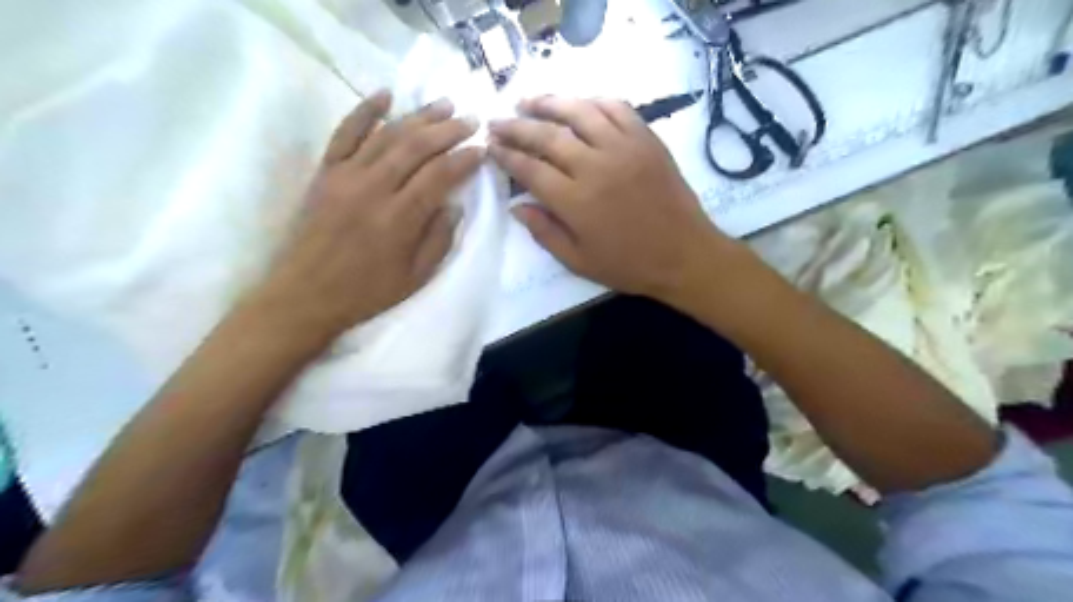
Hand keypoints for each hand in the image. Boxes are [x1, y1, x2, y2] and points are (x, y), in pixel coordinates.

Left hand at [246, 89, 481, 346]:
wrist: (305, 294)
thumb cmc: (366, 292)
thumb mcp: (415, 277)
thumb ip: (439, 240)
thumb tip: (455, 205)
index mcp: (399, 219)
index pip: (439, 176)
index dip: (464, 160)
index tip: (482, 150)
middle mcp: (374, 188)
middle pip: (416, 147)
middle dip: (447, 130)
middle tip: (470, 120)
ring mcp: (346, 176)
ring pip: (387, 135)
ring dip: (418, 116)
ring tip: (443, 104)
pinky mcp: (325, 172)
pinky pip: (345, 133)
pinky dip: (365, 111)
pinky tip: (385, 95)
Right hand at [486, 97, 739, 300]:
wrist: (684, 254)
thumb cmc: (629, 264)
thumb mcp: (579, 261)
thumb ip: (544, 233)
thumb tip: (516, 206)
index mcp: (575, 201)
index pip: (530, 169)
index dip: (506, 156)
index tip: (491, 147)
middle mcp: (595, 166)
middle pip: (547, 136)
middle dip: (516, 126)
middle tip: (497, 121)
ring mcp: (623, 148)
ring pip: (579, 112)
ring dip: (549, 103)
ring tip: (528, 101)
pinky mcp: (646, 139)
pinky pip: (616, 108)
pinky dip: (593, 101)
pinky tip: (578, 103)